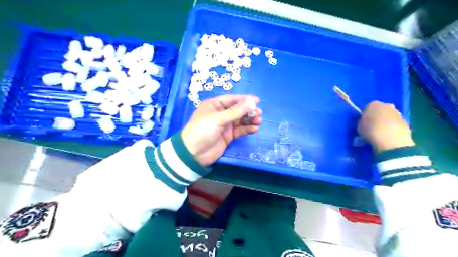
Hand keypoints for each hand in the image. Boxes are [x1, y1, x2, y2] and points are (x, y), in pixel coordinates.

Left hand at [182, 96, 261, 164]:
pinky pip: (239, 130)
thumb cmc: (202, 130)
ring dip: (249, 120)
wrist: (193, 153)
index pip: (231, 100)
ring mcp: (224, 126)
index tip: (257, 101)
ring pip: (240, 120)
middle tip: (259, 113)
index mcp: (214, 106)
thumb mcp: (218, 119)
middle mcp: (220, 114)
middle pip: (237, 110)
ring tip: (259, 121)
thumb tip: (252, 101)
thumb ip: (236, 111)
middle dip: (248, 111)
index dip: (244, 100)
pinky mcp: (228, 136)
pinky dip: (247, 129)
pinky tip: (255, 129)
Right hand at [357, 100, 415, 152]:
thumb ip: (362, 123)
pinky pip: (395, 125)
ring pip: (388, 118)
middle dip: (376, 118)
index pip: (367, 108)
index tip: (363, 124)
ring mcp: (397, 113)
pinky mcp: (406, 122)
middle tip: (371, 129)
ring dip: (385, 124)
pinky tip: (387, 137)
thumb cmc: (370, 130)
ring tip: (379, 135)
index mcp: (372, 104)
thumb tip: (365, 124)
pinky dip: (392, 129)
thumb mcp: (359, 127)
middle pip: (379, 111)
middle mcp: (386, 105)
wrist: (390, 139)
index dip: (365, 116)